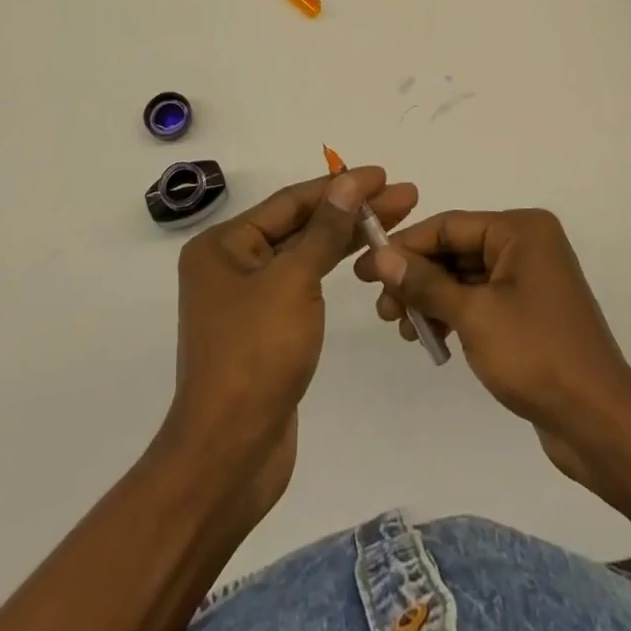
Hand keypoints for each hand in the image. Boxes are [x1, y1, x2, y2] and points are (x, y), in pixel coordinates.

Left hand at [161, 166, 416, 521]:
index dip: (341, 186)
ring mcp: (250, 298)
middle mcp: (232, 264)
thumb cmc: (256, 356)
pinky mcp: (267, 328)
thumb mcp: (294, 282)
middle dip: (353, 210)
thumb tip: (347, 183)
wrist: (229, 455)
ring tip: (397, 219)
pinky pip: (305, 282)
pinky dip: (334, 266)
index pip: (292, 201)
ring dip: (349, 236)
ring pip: (307, 253)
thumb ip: (324, 230)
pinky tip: (365, 255)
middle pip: (302, 224)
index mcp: (225, 245)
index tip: (384, 175)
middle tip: (405, 196)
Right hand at [353, 209, 630, 483]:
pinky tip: (432, 340)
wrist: (599, 423)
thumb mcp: (473, 315)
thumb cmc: (536, 355)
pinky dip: (454, 314)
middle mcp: (528, 244)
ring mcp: (530, 278)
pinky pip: (481, 300)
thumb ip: (425, 283)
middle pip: (457, 249)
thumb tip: (380, 256)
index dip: (405, 245)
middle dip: (417, 277)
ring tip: (402, 330)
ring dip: (432, 300)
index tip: (366, 269)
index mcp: (521, 229)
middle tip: (382, 310)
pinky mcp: (530, 311)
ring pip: (465, 277)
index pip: (450, 225)